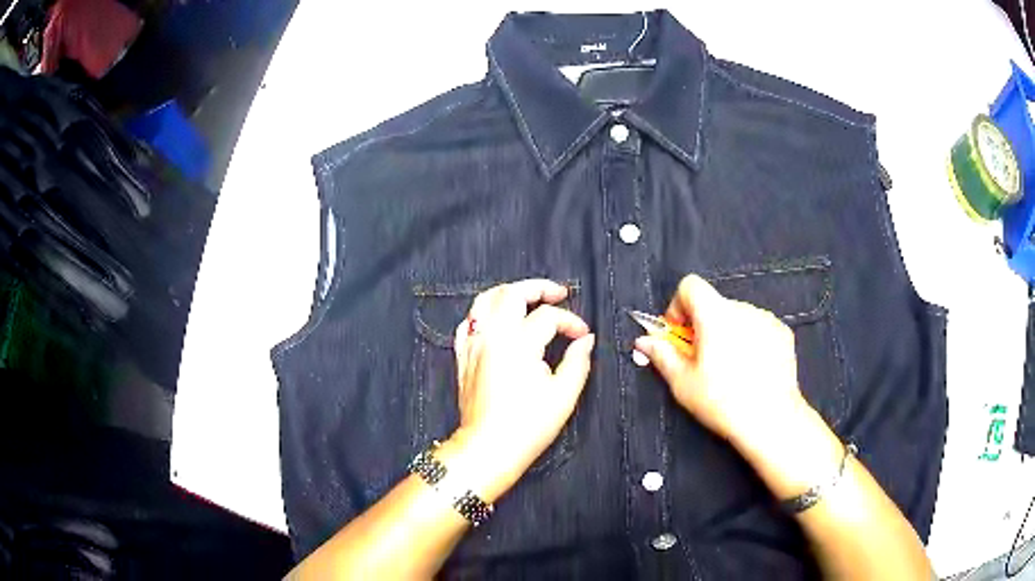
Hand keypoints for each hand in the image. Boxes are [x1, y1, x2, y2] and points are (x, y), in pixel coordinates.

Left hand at [443, 279, 594, 499]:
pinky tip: (496, 321)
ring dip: (508, 293)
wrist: (488, 448)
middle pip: (511, 293)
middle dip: (538, 287)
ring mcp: (473, 345)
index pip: (548, 316)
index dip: (570, 322)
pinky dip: (483, 314)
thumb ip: (578, 361)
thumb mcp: (563, 395)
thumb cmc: (528, 426)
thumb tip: (585, 341)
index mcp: (518, 344)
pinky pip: (468, 323)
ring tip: (527, 298)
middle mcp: (492, 337)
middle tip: (558, 293)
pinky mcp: (463, 358)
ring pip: (484, 301)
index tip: (582, 336)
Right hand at [633, 275, 808, 456]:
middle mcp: (742, 308)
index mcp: (714, 314)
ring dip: (727, 333)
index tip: (679, 334)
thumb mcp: (683, 382)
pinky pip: (758, 327)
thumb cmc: (721, 401)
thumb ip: (662, 355)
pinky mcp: (783, 332)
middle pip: (713, 305)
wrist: (771, 418)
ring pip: (737, 317)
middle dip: (703, 326)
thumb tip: (643, 340)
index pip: (690, 285)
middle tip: (702, 360)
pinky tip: (752, 370)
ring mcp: (766, 319)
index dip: (678, 305)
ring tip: (730, 369)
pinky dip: (750, 340)